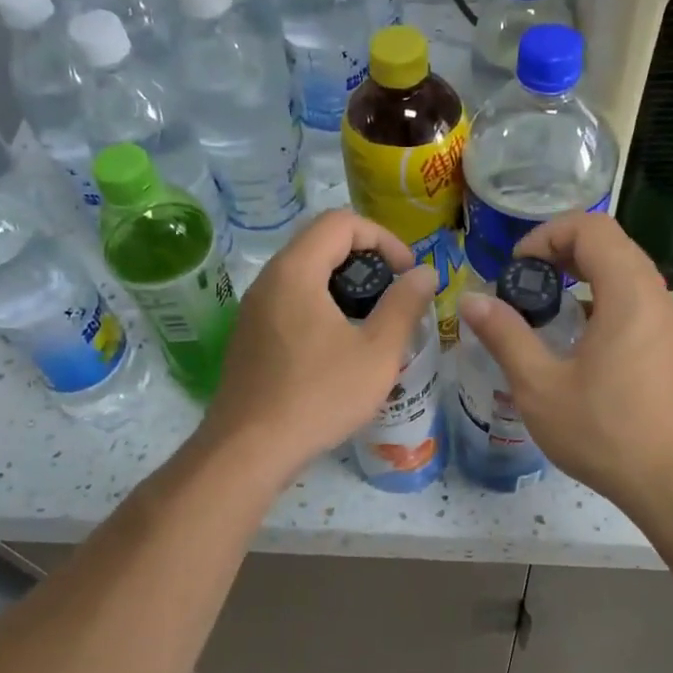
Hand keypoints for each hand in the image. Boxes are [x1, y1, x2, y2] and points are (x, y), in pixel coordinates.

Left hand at [199, 209, 436, 484]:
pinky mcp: (248, 338)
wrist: (249, 449)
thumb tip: (424, 274)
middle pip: (319, 244)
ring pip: (304, 276)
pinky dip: (321, 307)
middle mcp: (267, 281)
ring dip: (343, 286)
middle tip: (394, 296)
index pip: (340, 222)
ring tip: (372, 323)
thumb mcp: (376, 353)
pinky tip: (339, 349)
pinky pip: (289, 304)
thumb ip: (404, 306)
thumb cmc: (319, 396)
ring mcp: (252, 311)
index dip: (383, 238)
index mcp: (295, 272)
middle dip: (365, 260)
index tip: (406, 274)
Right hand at [458, 212, 672, 515]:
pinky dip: (605, 301)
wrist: (672, 483)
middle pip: (612, 245)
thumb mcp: (539, 386)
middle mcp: (657, 298)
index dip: (548, 234)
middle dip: (563, 252)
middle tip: (527, 283)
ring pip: (627, 274)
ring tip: (548, 311)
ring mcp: (670, 324)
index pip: (592, 228)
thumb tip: (471, 301)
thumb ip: (505, 336)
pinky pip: (638, 302)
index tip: (518, 268)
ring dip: (585, 277)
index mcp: (628, 295)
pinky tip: (580, 343)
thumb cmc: (603, 433)